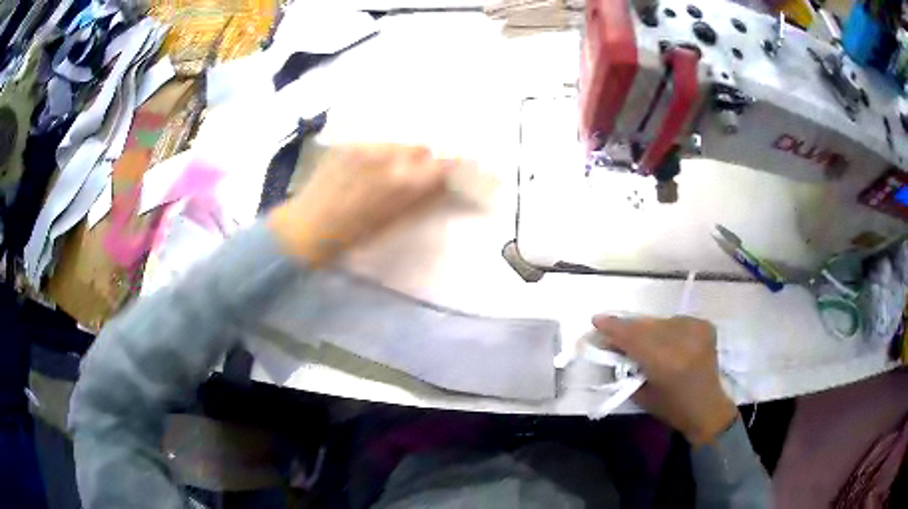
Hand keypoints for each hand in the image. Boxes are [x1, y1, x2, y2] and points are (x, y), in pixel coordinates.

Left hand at [269, 144, 450, 264]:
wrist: (305, 228)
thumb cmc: (350, 236)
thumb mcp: (392, 224)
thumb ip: (422, 202)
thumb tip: (444, 187)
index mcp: (400, 183)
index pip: (441, 165)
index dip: (450, 168)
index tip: (452, 173)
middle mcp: (385, 157)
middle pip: (420, 148)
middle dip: (423, 162)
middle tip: (413, 179)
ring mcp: (363, 147)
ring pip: (396, 144)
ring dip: (400, 157)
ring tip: (385, 175)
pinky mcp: (346, 145)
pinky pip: (374, 145)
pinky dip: (378, 156)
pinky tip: (364, 172)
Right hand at [592, 315, 738, 446]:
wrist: (707, 407)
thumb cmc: (671, 408)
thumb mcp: (642, 393)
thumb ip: (627, 367)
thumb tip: (612, 346)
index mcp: (666, 364)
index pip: (634, 338)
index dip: (614, 328)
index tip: (597, 320)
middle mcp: (683, 343)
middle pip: (647, 326)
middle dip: (628, 327)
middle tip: (613, 329)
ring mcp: (696, 331)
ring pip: (661, 321)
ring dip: (647, 327)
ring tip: (640, 337)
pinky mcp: (705, 326)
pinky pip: (676, 320)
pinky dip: (666, 327)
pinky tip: (665, 339)